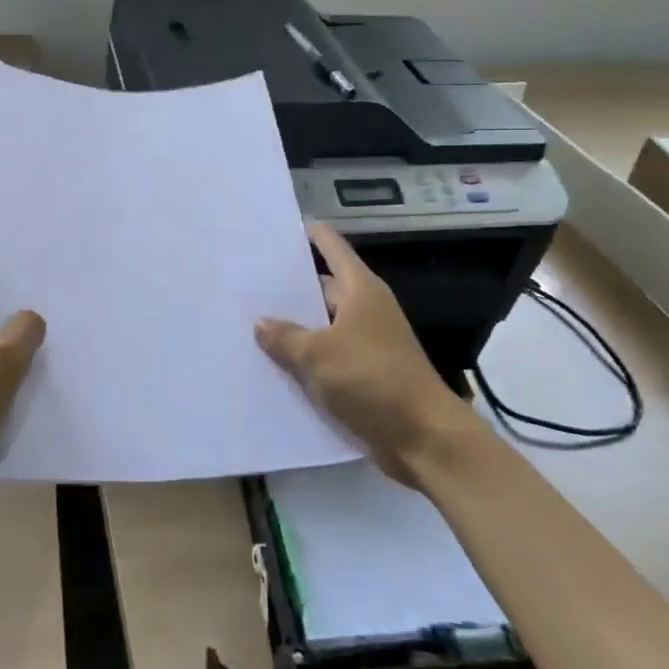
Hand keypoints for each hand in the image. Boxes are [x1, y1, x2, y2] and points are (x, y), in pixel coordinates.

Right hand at [255, 223, 474, 487]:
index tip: (275, 229)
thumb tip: (261, 323)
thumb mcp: (318, 356)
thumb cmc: (371, 380)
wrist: (423, 439)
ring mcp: (367, 342)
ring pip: (322, 326)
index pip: (331, 247)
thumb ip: (285, 337)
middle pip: (323, 287)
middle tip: (246, 284)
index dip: (307, 234)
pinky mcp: (366, 374)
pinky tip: (273, 365)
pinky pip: (328, 357)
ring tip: (249, 324)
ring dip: (294, 328)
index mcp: (360, 289)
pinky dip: (306, 359)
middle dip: (289, 288)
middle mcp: (365, 309)